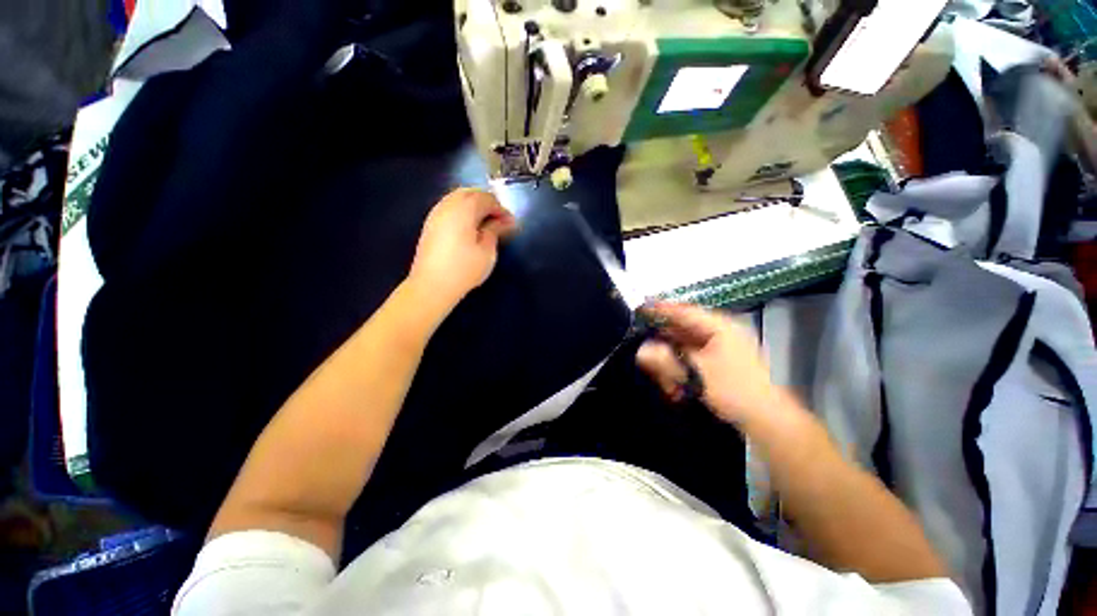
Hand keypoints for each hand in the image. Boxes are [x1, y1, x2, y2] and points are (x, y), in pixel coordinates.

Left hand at [409, 188, 517, 308]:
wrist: (432, 285)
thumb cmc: (464, 269)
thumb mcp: (487, 251)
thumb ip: (495, 230)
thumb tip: (504, 221)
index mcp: (464, 209)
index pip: (486, 199)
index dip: (501, 209)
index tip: (511, 224)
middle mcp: (448, 205)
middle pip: (470, 193)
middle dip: (487, 202)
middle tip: (499, 220)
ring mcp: (436, 214)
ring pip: (457, 198)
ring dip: (474, 205)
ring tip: (485, 223)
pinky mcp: (430, 224)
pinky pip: (449, 207)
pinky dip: (462, 211)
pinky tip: (469, 227)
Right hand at [636, 302, 779, 424]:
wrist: (766, 419)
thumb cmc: (733, 391)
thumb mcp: (697, 374)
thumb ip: (667, 361)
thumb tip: (641, 351)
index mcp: (720, 327)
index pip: (685, 311)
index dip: (662, 309)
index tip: (641, 308)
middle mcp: (721, 332)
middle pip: (684, 326)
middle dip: (664, 335)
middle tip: (644, 337)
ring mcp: (722, 347)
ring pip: (687, 342)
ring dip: (671, 353)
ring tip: (659, 364)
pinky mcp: (720, 362)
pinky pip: (693, 355)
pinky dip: (681, 362)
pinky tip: (672, 376)